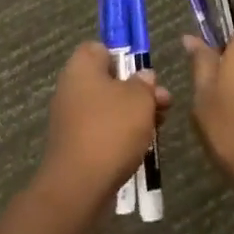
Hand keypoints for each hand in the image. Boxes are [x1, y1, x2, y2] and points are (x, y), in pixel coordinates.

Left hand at [39, 42, 170, 208]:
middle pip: (108, 80)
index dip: (123, 57)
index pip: (99, 48)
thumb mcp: (139, 99)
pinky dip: (121, 135)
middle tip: (163, 103)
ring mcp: (70, 119)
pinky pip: (102, 130)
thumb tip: (143, 77)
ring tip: (159, 126)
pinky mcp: (75, 145)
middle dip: (137, 91)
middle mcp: (71, 89)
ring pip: (108, 107)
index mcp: (81, 68)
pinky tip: (142, 145)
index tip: (143, 73)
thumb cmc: (111, 129)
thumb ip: (144, 83)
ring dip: (133, 114)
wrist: (79, 185)